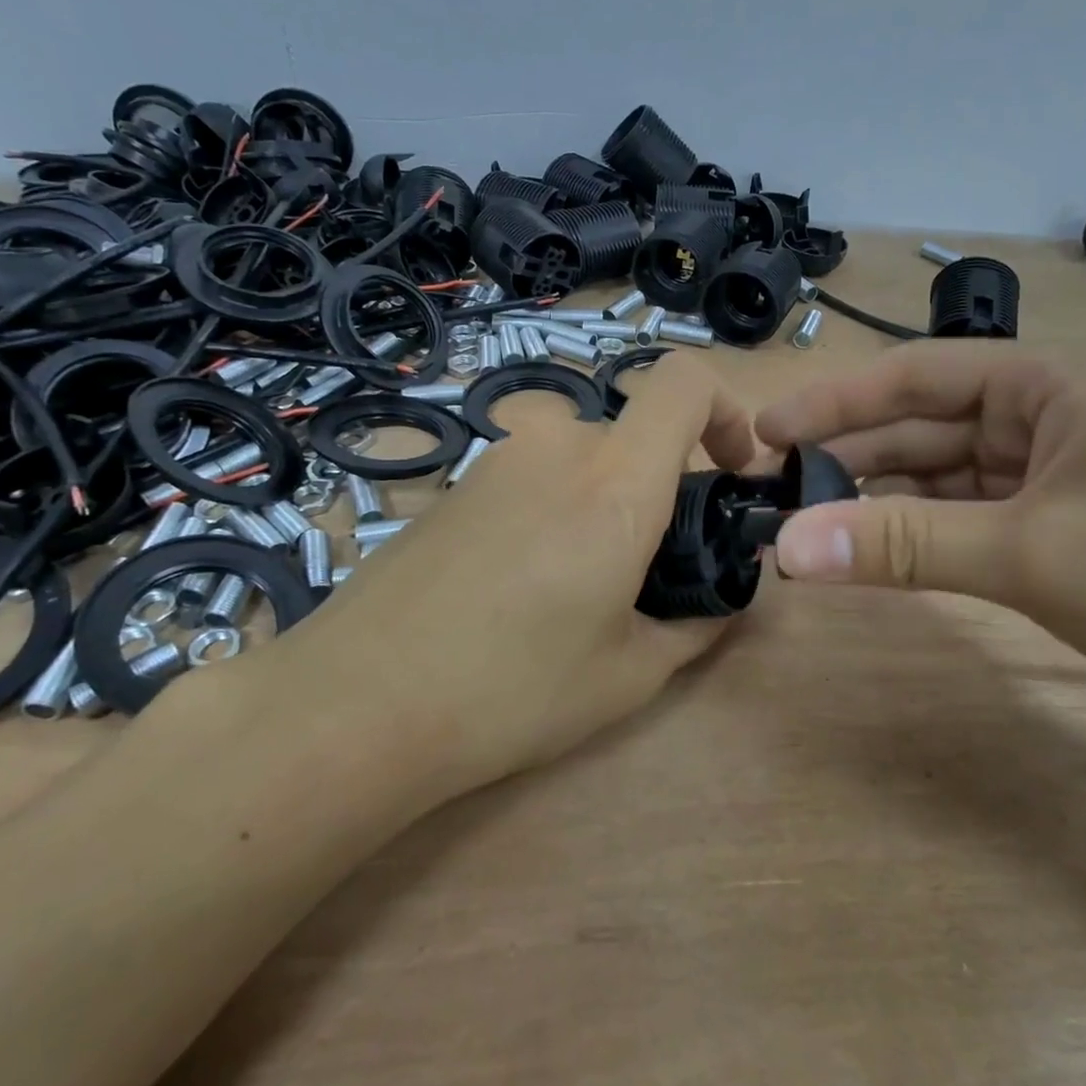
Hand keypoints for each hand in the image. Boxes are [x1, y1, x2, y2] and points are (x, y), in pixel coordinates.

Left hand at [275, 351, 756, 789]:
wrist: (356, 704)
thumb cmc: (511, 691)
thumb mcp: (628, 675)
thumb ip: (696, 624)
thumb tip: (724, 600)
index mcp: (616, 482)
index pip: (683, 382)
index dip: (725, 410)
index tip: (730, 470)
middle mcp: (557, 446)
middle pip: (632, 433)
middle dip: (655, 487)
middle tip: (643, 568)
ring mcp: (497, 458)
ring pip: (580, 456)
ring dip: (599, 501)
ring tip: (573, 587)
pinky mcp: (455, 482)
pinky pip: (530, 475)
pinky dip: (550, 509)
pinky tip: (516, 585)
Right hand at [755, 344, 1085, 756]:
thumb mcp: (1037, 556)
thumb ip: (904, 546)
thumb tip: (786, 547)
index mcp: (1054, 386)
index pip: (918, 376)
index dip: (836, 401)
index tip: (766, 434)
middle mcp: (1049, 420)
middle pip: (923, 427)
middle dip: (849, 458)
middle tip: (772, 493)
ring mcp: (1055, 480)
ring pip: (941, 479)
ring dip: (877, 501)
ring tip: (806, 526)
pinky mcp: (1060, 534)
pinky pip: (967, 521)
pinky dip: (918, 536)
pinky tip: (872, 552)